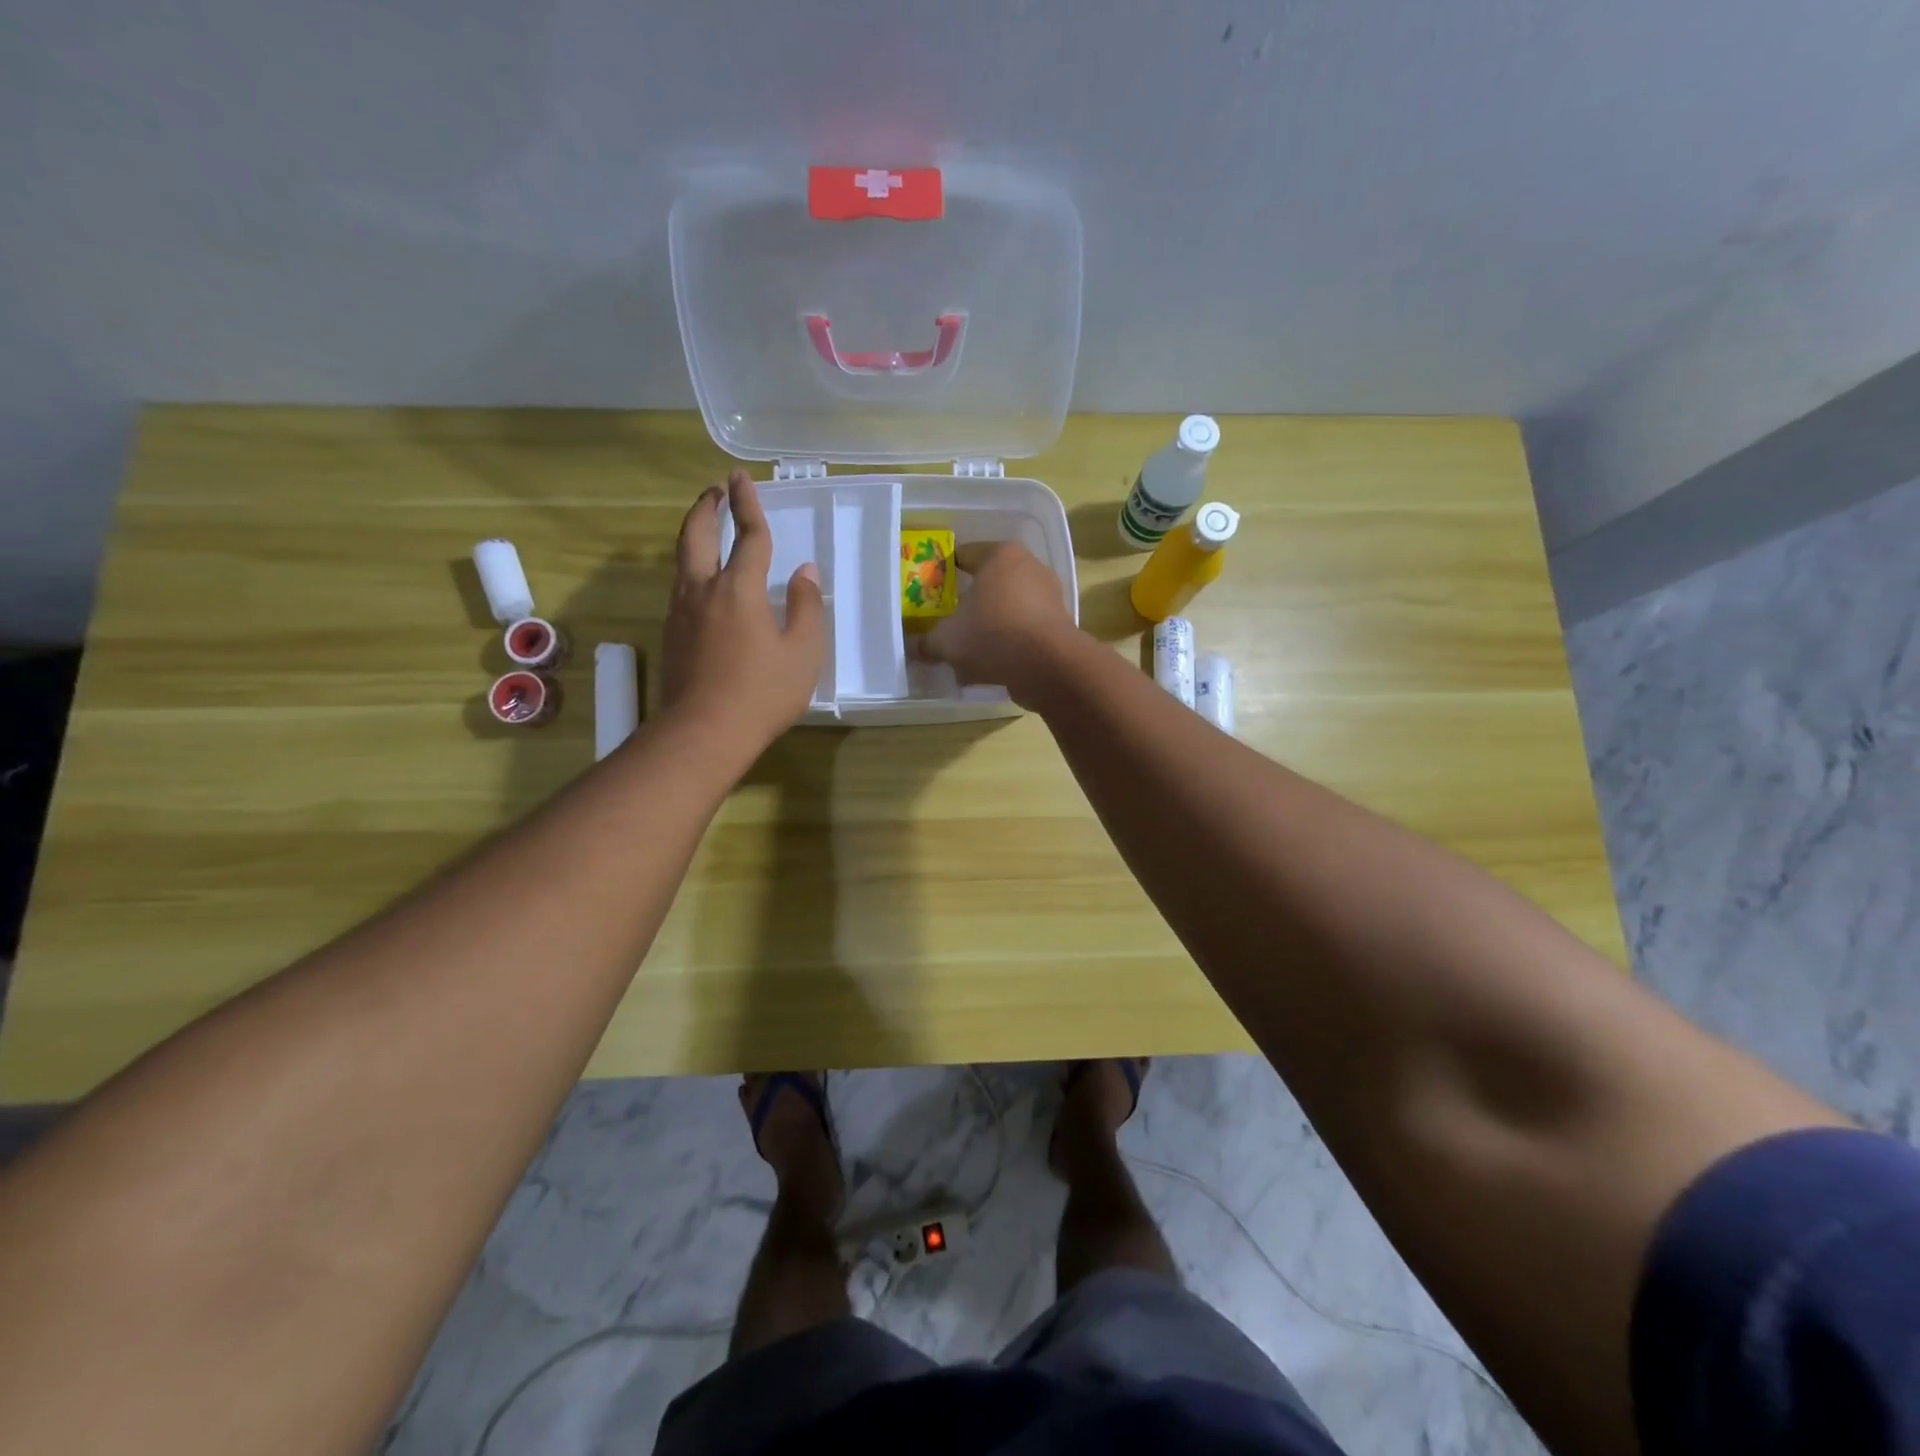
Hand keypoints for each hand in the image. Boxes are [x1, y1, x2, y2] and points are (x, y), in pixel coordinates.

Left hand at [662, 470, 824, 750]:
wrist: (704, 732)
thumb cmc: (762, 692)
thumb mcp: (803, 652)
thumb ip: (807, 608)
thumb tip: (806, 573)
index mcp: (739, 589)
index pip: (748, 536)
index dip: (748, 504)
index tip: (742, 477)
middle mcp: (703, 590)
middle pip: (698, 535)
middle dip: (706, 507)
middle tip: (715, 489)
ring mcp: (681, 612)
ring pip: (683, 559)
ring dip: (695, 534)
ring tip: (708, 527)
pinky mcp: (672, 634)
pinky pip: (681, 587)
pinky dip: (692, 567)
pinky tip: (704, 581)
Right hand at [918, 541, 1077, 707]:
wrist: (1048, 666)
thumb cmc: (992, 635)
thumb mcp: (947, 640)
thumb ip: (928, 642)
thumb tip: (916, 648)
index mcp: (1000, 555)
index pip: (964, 554)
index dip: (944, 572)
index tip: (930, 590)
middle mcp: (1029, 567)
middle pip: (989, 582)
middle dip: (969, 603)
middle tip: (949, 621)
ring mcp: (1049, 596)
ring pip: (1008, 608)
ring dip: (990, 626)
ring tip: (969, 650)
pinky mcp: (1059, 625)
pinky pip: (1024, 630)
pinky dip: (1009, 642)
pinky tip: (992, 664)